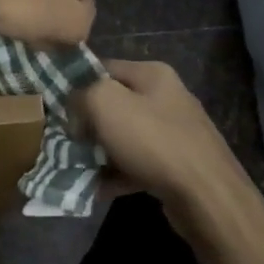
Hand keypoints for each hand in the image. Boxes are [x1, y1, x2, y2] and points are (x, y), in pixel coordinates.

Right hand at [79, 60, 256, 232]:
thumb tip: (76, 108)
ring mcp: (174, 132)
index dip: (76, 85)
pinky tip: (97, 189)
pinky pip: (136, 164)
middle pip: (113, 104)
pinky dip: (116, 175)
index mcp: (152, 74)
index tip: (57, 109)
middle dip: (87, 124)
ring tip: (76, 168)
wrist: (206, 195)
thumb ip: (81, 94)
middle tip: (64, 141)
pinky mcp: (176, 165)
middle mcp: (166, 97)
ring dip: (99, 152)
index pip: (102, 67)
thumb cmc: (153, 141)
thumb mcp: (105, 102)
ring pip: (123, 137)